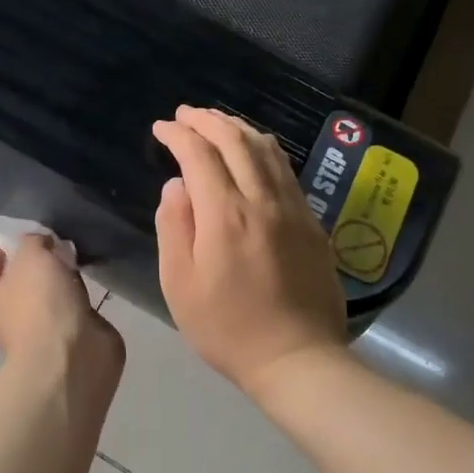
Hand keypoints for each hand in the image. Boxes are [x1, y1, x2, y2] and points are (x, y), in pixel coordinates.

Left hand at [0, 235, 123, 395]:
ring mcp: (41, 335)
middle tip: (47, 250)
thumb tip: (40, 243)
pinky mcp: (71, 341)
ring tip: (72, 260)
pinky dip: (78, 298)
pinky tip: (89, 282)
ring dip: (56, 283)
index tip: (4, 248)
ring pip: (45, 302)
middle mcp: (10, 322)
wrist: (72, 355)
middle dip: (28, 271)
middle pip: (13, 292)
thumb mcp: (30, 255)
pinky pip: (71, 312)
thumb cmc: (39, 302)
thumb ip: (32, 242)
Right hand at [152, 105, 348, 397]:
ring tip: (217, 123)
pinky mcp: (312, 222)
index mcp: (226, 215)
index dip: (178, 135)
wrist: (298, 359)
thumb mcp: (181, 286)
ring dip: (238, 128)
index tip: (161, 128)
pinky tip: (254, 152)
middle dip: (208, 120)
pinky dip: (264, 149)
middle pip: (237, 141)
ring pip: (267, 149)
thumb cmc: (228, 329)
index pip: (199, 155)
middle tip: (186, 114)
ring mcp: (293, 209)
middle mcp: (263, 201)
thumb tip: (177, 185)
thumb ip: (174, 228)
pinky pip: (286, 170)